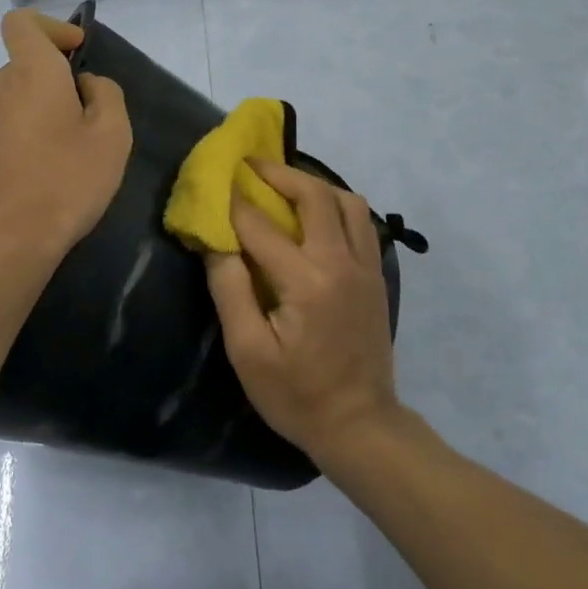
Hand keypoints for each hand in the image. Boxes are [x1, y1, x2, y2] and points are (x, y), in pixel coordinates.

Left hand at [0, 10, 132, 264]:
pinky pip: (6, 124)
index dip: (51, 27)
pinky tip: (47, 171)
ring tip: (71, 150)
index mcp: (29, 72)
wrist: (5, 243)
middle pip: (25, 63)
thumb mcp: (112, 135)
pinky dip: (27, 132)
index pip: (22, 22)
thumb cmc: (66, 181)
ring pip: (17, 96)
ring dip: (43, 109)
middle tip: (89, 117)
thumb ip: (107, 94)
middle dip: (57, 78)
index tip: (76, 54)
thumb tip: (86, 84)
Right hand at [205, 158, 402, 466]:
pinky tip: (315, 216)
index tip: (212, 182)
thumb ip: (230, 290)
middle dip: (278, 172)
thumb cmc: (296, 395)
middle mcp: (341, 262)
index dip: (232, 202)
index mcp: (307, 281)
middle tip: (250, 164)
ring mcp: (365, 267)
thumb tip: (216, 242)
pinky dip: (336, 205)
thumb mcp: (249, 352)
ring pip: (347, 201)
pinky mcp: (375, 276)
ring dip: (314, 184)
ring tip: (284, 186)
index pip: (261, 226)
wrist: (360, 425)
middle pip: (314, 195)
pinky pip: (360, 222)